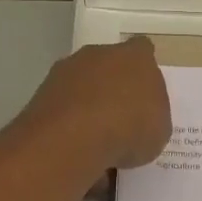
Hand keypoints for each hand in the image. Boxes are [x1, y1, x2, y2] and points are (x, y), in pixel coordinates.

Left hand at [18, 36, 171, 170]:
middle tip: (120, 119)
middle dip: (112, 87)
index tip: (144, 91)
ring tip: (96, 141)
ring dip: (87, 106)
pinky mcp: (41, 94)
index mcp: (135, 57)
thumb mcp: (159, 130)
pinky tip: (75, 149)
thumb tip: (140, 119)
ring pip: (81, 86)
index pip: (143, 51)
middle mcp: (98, 55)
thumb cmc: (130, 128)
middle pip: (107, 65)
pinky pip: (62, 107)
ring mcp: (65, 72)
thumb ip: (152, 117)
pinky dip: (68, 124)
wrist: (74, 138)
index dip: (143, 70)